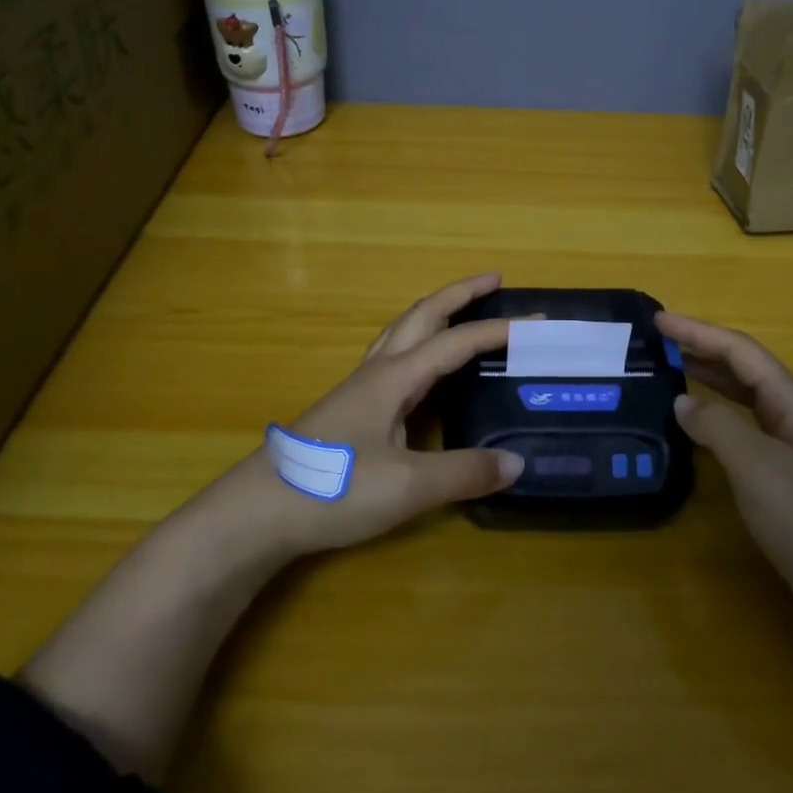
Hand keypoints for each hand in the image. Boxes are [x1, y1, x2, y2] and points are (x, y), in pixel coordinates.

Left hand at [209, 273, 526, 561]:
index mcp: (394, 378)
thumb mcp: (408, 487)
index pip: (455, 343)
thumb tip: (517, 463)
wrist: (256, 512)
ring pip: (402, 332)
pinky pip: (393, 358)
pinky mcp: (349, 410)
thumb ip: (464, 473)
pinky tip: (423, 371)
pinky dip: (419, 345)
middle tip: (494, 280)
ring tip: (462, 312)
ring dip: (435, 313)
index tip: (536, 321)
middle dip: (459, 294)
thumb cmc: (332, 489)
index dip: (497, 330)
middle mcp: (377, 372)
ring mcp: (358, 389)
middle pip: (421, 316)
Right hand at [657, 312, 792, 640]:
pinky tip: (703, 435)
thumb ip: (716, 426)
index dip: (697, 332)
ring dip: (713, 385)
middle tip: (659, 345)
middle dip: (704, 352)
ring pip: (750, 404)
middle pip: (747, 372)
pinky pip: (752, 436)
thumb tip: (684, 402)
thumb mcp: (756, 467)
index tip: (657, 319)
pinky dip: (722, 423)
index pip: (740, 351)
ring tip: (673, 375)